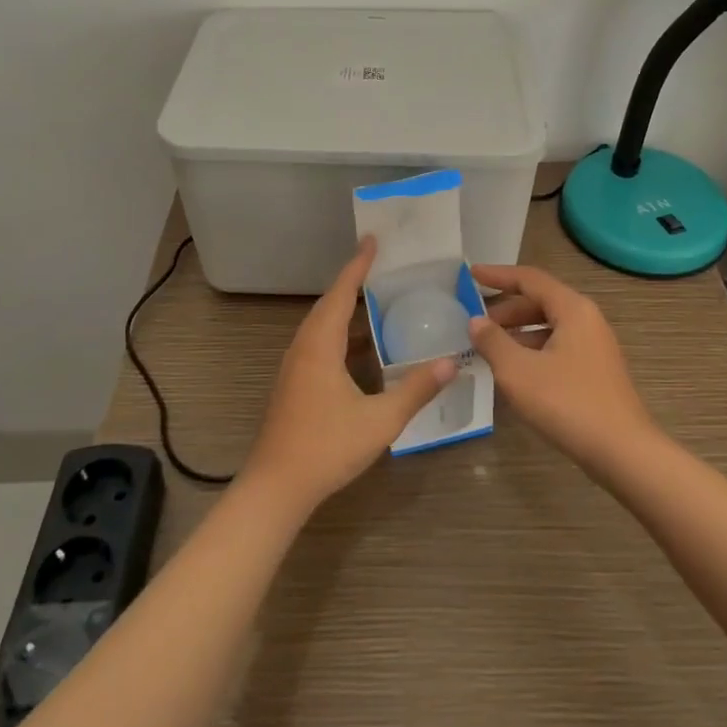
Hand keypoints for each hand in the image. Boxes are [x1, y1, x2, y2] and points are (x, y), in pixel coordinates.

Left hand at [243, 236, 456, 513]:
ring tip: (373, 296)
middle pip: (328, 303)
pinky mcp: (293, 382)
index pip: (342, 293)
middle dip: (352, 280)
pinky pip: (318, 340)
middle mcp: (303, 347)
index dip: (358, 266)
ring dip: (344, 305)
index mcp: (320, 345)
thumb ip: (415, 390)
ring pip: (320, 323)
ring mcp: (295, 365)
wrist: (276, 487)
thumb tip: (450, 362)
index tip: (372, 240)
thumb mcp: (380, 420)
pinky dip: (339, 329)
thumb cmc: (326, 448)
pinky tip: (359, 344)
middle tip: (378, 263)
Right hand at [467, 264, 656, 477]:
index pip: (530, 279)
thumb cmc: (568, 403)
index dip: (498, 275)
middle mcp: (587, 320)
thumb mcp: (518, 371)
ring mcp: (595, 346)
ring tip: (488, 349)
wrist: (623, 453)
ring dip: (518, 332)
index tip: (470, 274)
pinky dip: (532, 350)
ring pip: (549, 327)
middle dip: (506, 310)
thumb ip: (493, 341)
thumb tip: (476, 321)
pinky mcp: (596, 371)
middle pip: (540, 302)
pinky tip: (515, 372)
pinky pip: (558, 347)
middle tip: (475, 322)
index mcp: (572, 309)